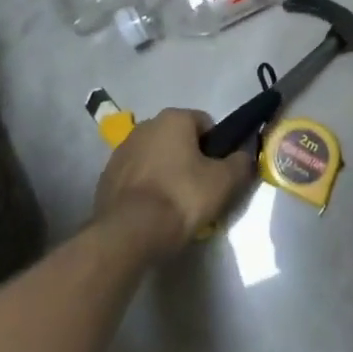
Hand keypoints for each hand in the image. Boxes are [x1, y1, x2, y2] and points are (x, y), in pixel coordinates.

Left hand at [93, 108, 254, 256]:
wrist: (128, 233)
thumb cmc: (181, 198)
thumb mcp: (224, 182)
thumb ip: (241, 163)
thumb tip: (245, 155)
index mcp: (173, 118)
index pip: (206, 124)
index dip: (217, 148)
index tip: (219, 173)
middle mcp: (145, 126)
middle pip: (179, 139)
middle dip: (190, 159)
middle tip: (200, 191)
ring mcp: (121, 150)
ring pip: (156, 157)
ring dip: (166, 172)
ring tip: (174, 205)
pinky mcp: (106, 176)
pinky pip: (136, 176)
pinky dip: (146, 188)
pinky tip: (152, 212)